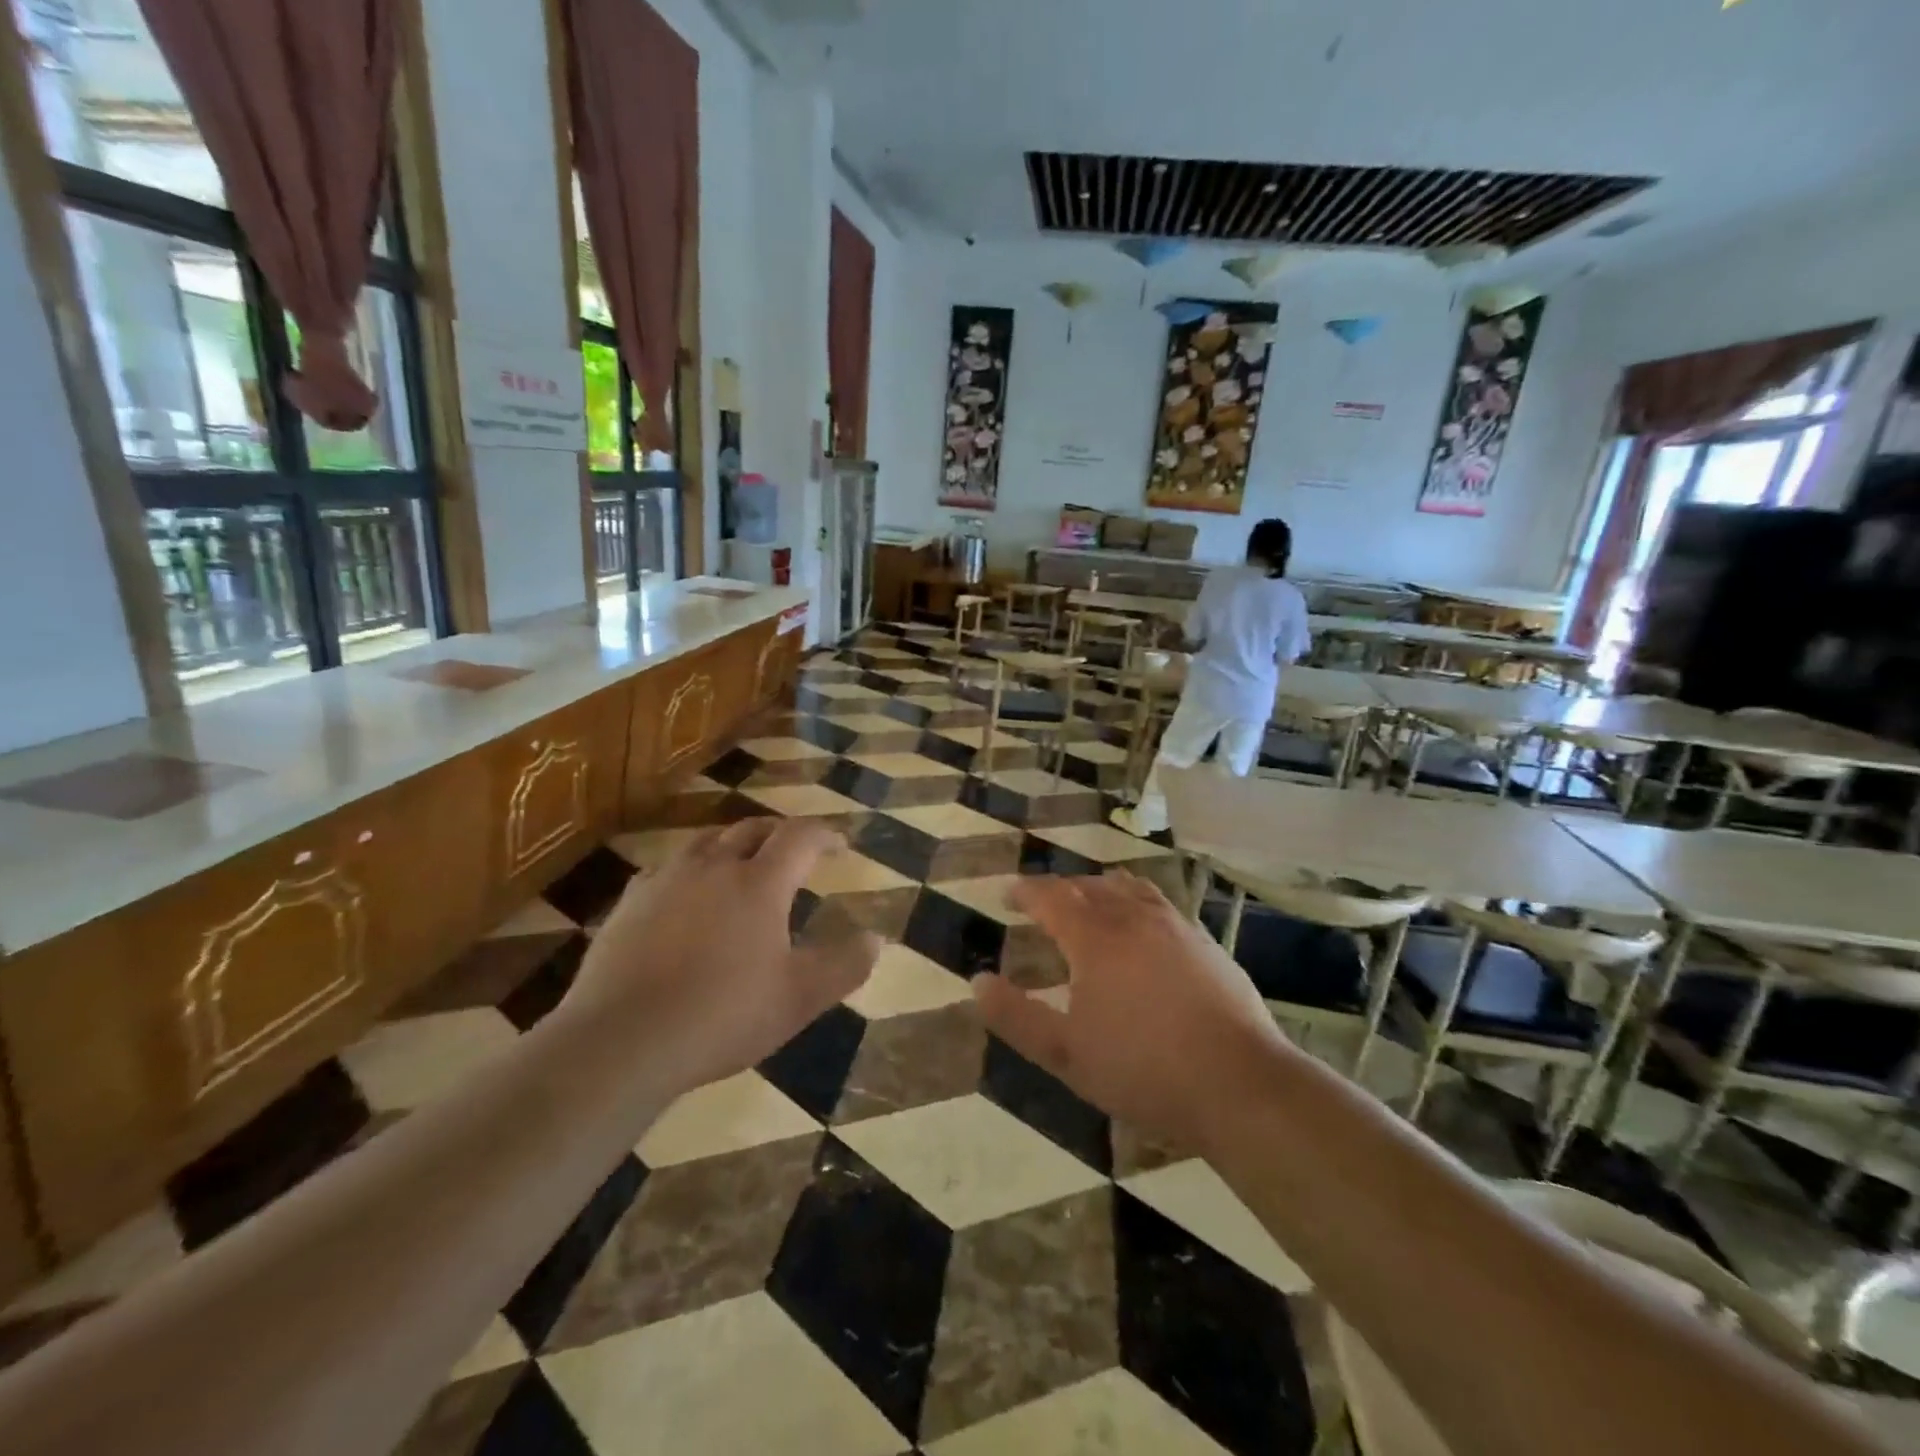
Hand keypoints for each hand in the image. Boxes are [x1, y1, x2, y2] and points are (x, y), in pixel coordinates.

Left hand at [560, 819, 880, 1092]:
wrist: (622, 1040)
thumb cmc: (722, 1015)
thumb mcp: (799, 998)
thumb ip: (844, 965)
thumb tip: (876, 938)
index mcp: (759, 883)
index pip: (800, 837)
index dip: (824, 834)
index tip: (840, 845)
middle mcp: (714, 867)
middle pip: (752, 829)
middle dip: (780, 833)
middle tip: (795, 850)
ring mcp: (666, 880)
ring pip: (706, 842)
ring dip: (733, 844)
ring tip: (743, 864)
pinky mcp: (629, 902)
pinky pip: (667, 868)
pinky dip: (690, 870)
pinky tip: (686, 895)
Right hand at [971, 872, 1287, 1152]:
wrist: (1239, 1084)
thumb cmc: (1143, 1070)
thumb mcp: (1066, 1054)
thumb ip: (1016, 1017)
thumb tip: (977, 982)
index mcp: (1095, 939)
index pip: (1051, 897)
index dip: (1026, 892)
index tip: (1008, 893)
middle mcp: (1133, 918)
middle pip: (1089, 886)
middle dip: (1060, 888)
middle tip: (1042, 901)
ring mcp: (1175, 926)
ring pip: (1128, 889)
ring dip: (1100, 888)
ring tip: (1089, 899)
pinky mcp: (1204, 942)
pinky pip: (1159, 903)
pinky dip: (1135, 901)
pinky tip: (1142, 925)